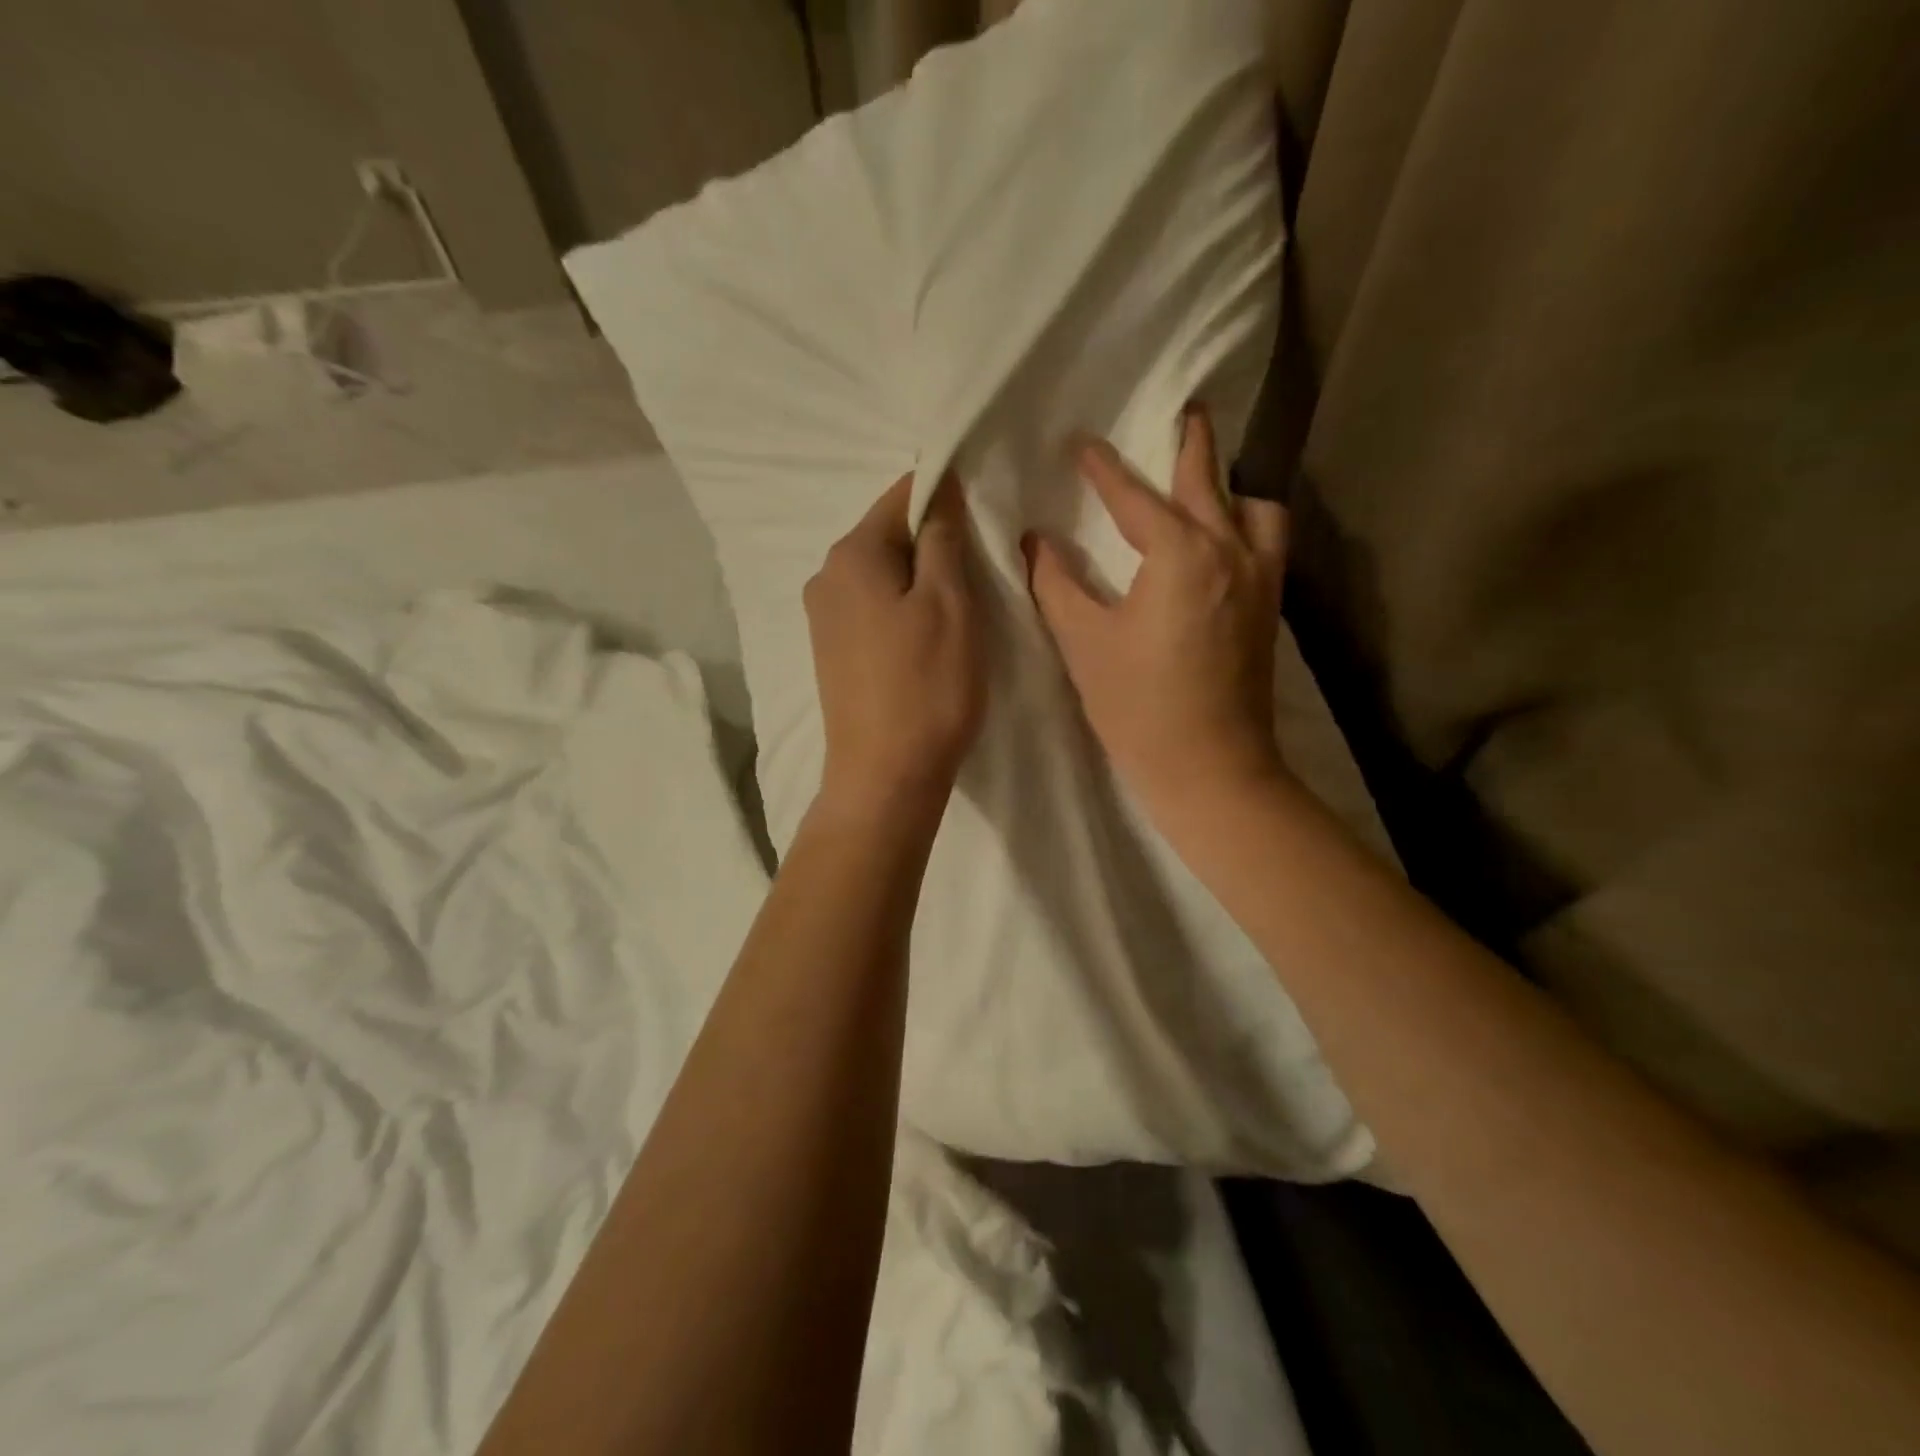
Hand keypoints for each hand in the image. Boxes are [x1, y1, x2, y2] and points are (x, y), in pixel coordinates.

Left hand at [806, 471, 985, 815]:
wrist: (885, 776)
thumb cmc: (926, 686)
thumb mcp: (949, 603)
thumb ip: (942, 538)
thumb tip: (939, 490)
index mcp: (851, 555)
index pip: (901, 495)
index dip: (946, 493)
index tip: (985, 510)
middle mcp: (825, 576)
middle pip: (888, 535)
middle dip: (934, 540)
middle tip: (981, 567)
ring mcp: (823, 617)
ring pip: (882, 574)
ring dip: (920, 578)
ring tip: (959, 606)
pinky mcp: (831, 651)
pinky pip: (872, 607)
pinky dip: (902, 608)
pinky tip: (927, 636)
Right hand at [1024, 407, 1288, 815]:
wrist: (1210, 768)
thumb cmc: (1138, 708)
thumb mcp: (1083, 644)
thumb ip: (1056, 584)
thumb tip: (1035, 542)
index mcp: (1180, 555)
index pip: (1135, 496)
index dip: (1104, 468)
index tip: (1082, 443)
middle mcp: (1230, 552)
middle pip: (1209, 479)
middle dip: (1191, 442)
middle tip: (1181, 411)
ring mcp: (1259, 579)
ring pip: (1255, 508)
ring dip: (1230, 489)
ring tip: (1203, 491)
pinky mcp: (1269, 608)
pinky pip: (1267, 542)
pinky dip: (1247, 525)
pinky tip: (1221, 545)